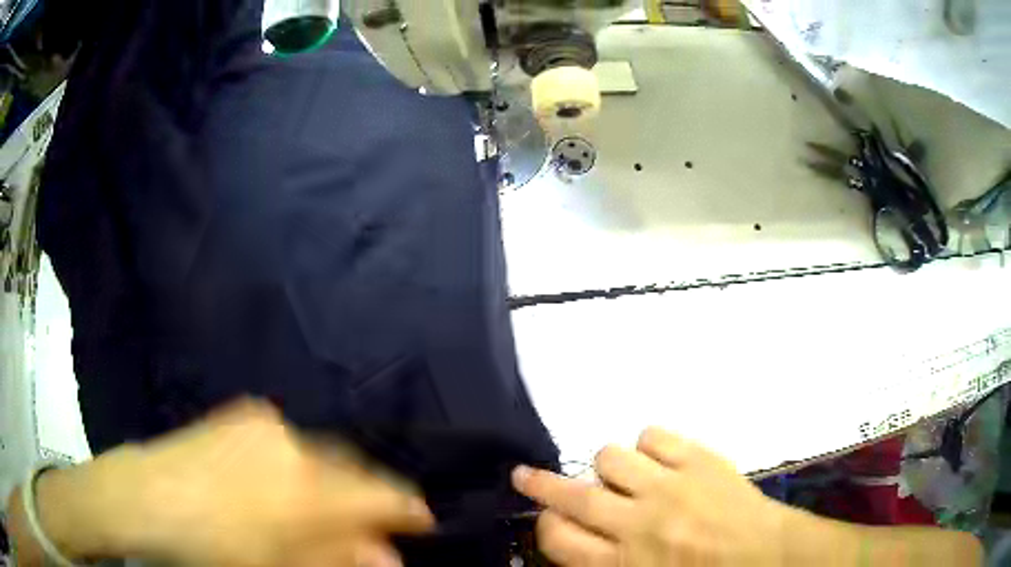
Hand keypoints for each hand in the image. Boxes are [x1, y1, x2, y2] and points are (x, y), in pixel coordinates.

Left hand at [33, 400, 433, 566]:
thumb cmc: (216, 545)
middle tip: (371, 525)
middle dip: (369, 497)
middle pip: (354, 468)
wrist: (146, 496)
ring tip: (328, 509)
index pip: (380, 494)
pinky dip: (303, 463)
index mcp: (309, 487)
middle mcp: (295, 444)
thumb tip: (389, 558)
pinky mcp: (243, 416)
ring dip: (335, 481)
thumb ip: (340, 558)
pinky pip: (291, 439)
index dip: (408, 510)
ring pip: (322, 452)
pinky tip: (287, 485)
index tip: (423, 523)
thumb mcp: (282, 565)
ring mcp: (266, 424)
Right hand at [512, 428, 795, 565]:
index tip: (547, 517)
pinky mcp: (698, 458)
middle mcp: (638, 524)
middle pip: (572, 495)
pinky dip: (649, 445)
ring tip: (624, 478)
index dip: (545, 525)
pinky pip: (654, 435)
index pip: (557, 538)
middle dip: (540, 484)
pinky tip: (659, 460)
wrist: (766, 555)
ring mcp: (670, 486)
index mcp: (623, 563)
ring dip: (609, 468)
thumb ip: (602, 564)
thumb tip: (574, 536)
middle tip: (524, 475)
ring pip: (611, 456)